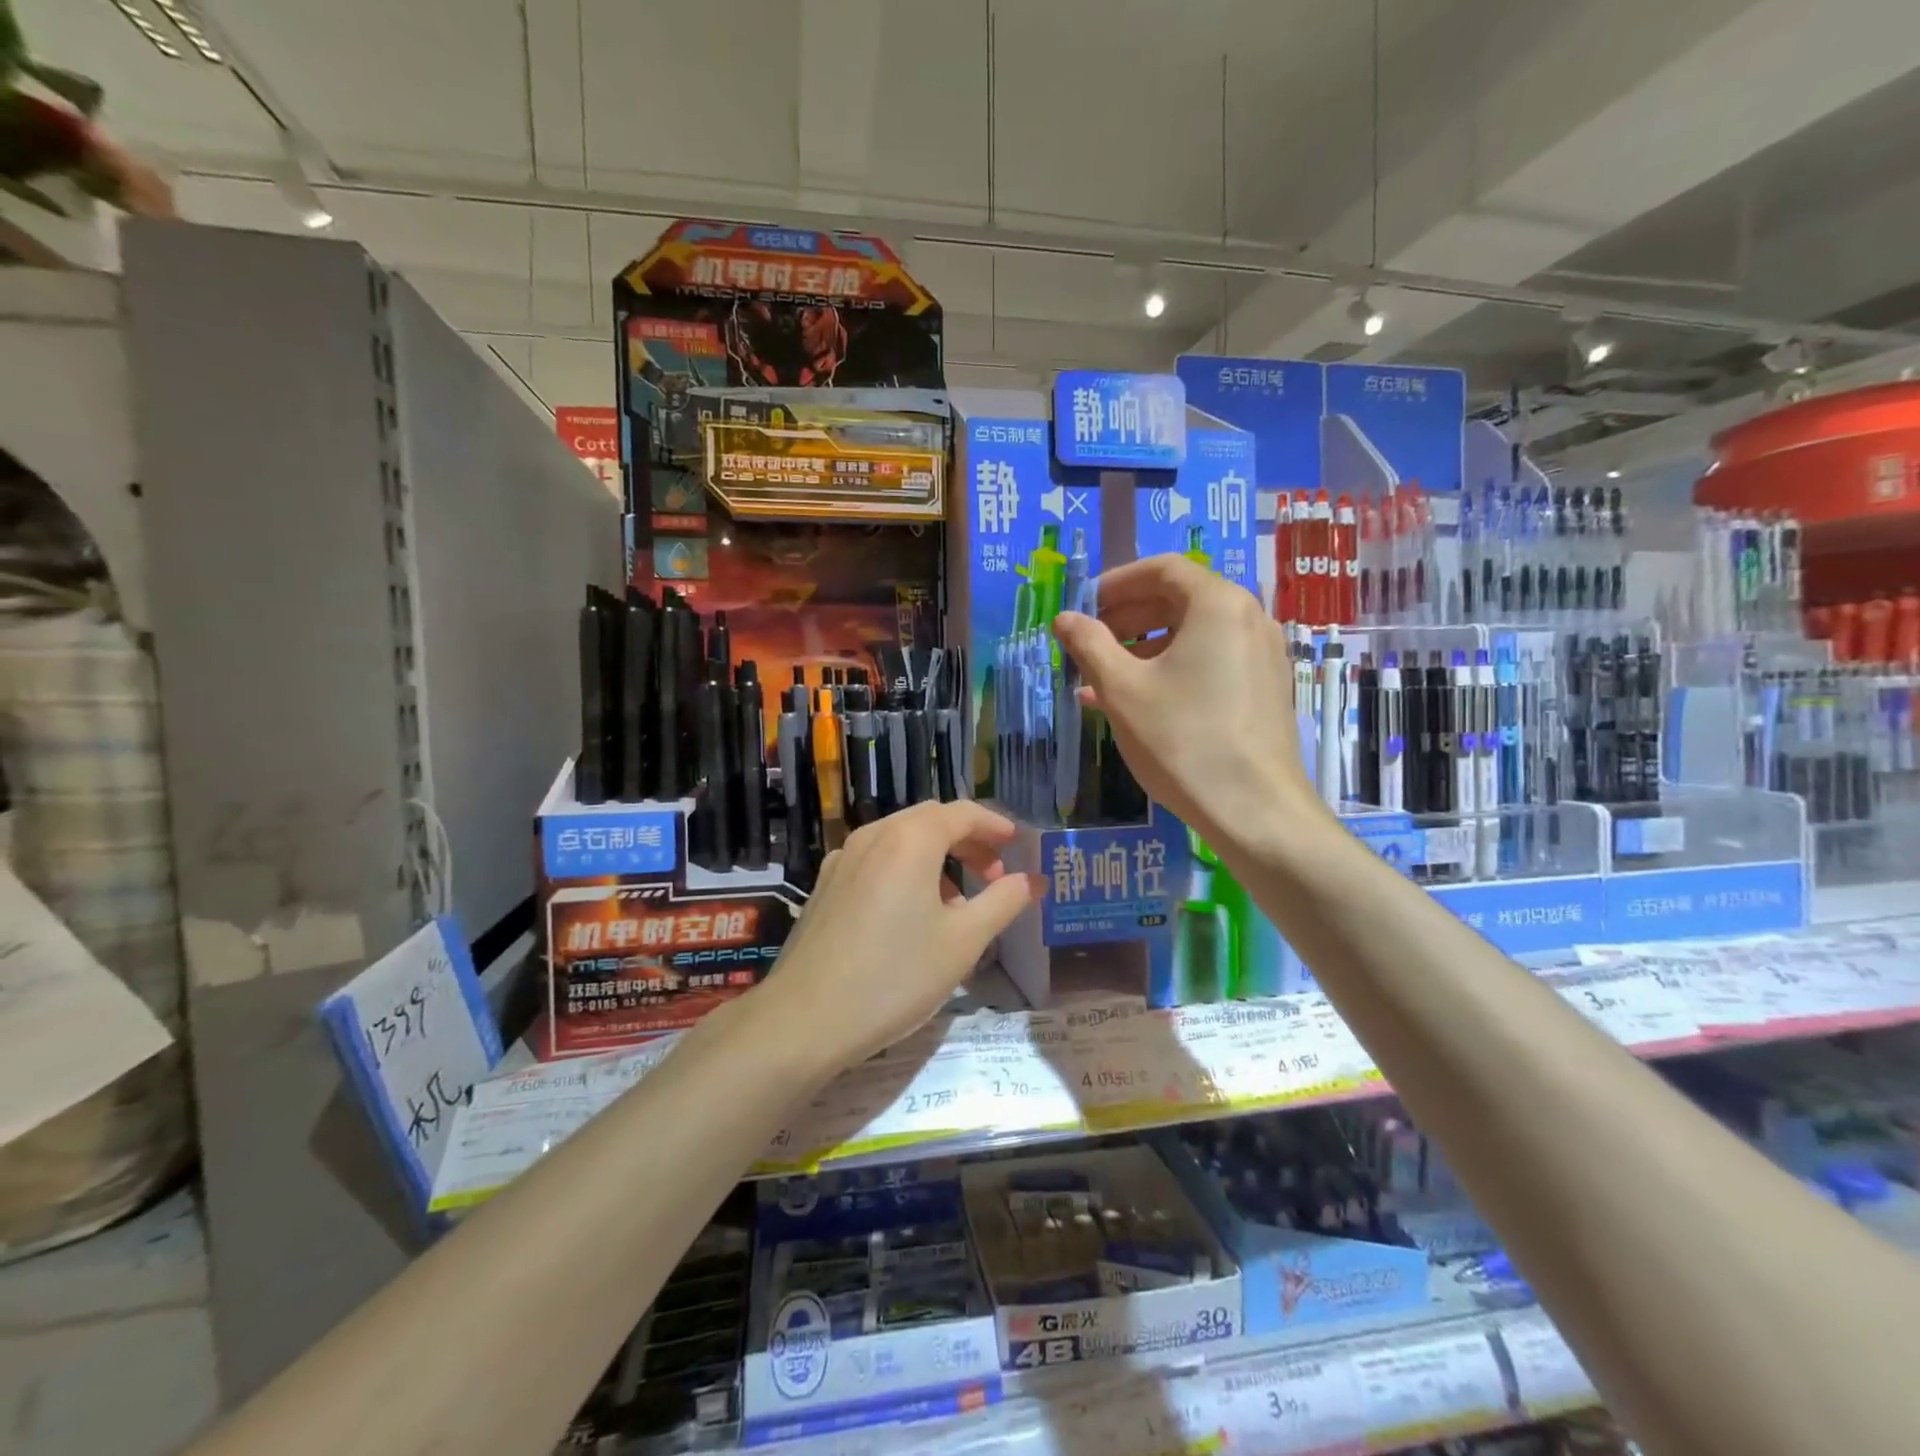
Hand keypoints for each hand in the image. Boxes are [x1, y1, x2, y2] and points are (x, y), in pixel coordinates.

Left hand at [757, 801, 1041, 1070]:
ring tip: (958, 902)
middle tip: (995, 876)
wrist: (806, 1018)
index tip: (1018, 845)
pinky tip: (912, 914)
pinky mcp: (826, 885)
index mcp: (910, 839)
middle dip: (968, 841)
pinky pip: (877, 860)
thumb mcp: (963, 941)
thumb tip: (1034, 880)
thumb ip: (1004, 902)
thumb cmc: (895, 976)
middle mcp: (873, 835)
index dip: (995, 825)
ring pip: (901, 840)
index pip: (962, 813)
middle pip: (930, 820)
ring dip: (937, 856)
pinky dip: (906, 870)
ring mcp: (843, 858)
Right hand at [1052, 554, 1320, 843]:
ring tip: (1104, 674)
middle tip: (1090, 640)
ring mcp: (1262, 655)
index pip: (1162, 569)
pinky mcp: (1264, 688)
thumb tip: (1065, 618)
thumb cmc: (1182, 739)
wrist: (1254, 810)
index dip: (1117, 582)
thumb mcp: (1122, 690)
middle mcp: (1248, 618)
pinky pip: (1211, 660)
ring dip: (1146, 645)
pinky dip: (1172, 668)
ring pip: (1195, 633)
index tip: (1084, 605)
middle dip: (1129, 615)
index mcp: (1218, 604)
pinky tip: (1138, 699)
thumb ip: (1090, 645)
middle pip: (1180, 598)